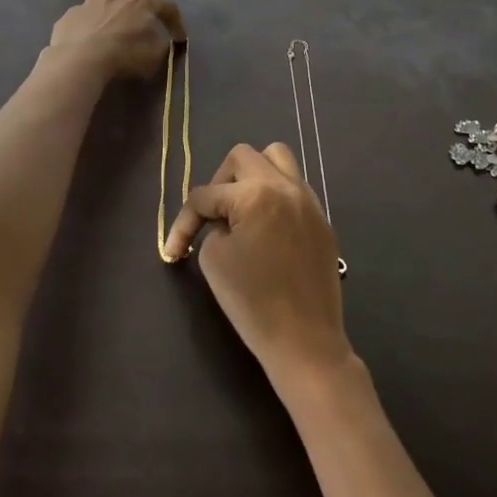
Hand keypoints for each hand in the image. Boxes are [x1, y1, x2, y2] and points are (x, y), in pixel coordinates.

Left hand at [47, 0, 184, 80]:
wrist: (80, 59)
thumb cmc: (124, 55)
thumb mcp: (154, 55)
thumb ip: (162, 45)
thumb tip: (163, 41)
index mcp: (141, 3)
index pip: (167, 5)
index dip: (175, 21)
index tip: (178, 38)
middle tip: (134, 17)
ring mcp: (89, 2)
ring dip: (108, 1)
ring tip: (109, 19)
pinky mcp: (69, 14)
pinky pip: (80, 12)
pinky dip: (86, 20)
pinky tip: (85, 34)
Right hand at [163, 143, 354, 391]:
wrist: (305, 340)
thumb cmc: (253, 302)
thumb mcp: (214, 261)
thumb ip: (213, 227)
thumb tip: (224, 220)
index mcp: (255, 194)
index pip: (206, 194)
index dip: (184, 222)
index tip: (175, 251)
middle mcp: (285, 186)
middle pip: (243, 157)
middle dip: (220, 182)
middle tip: (212, 214)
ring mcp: (308, 200)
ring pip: (277, 158)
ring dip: (253, 175)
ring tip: (241, 207)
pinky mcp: (321, 219)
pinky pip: (294, 187)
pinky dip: (274, 195)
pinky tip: (266, 225)